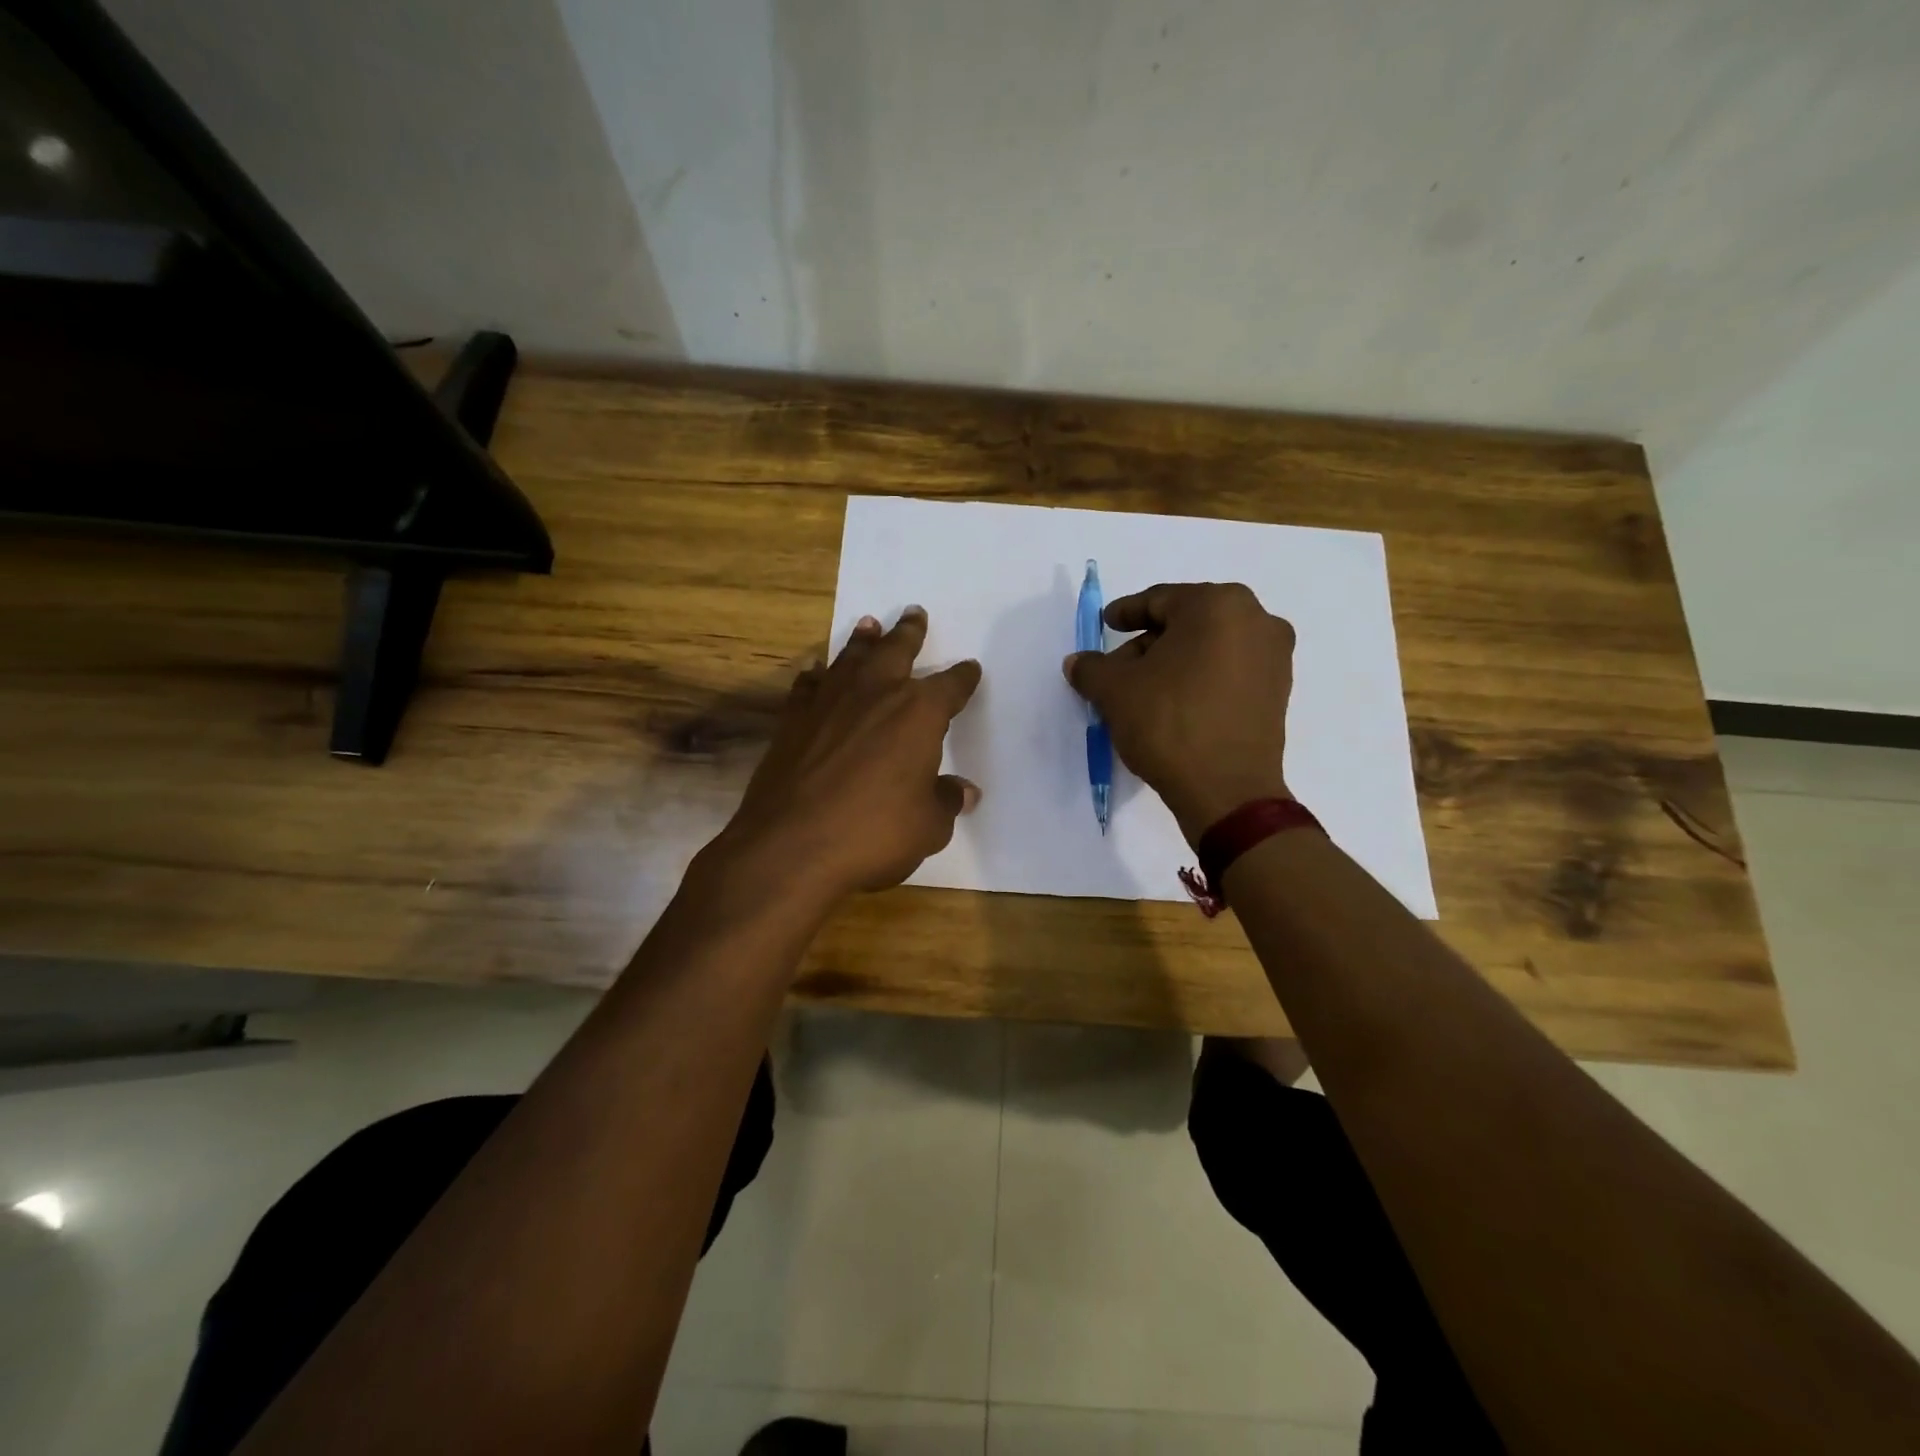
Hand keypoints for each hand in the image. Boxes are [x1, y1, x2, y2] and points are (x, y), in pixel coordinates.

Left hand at [714, 607, 981, 902]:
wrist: (791, 846)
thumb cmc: (873, 834)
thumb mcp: (928, 826)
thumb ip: (946, 801)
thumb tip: (964, 792)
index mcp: (918, 713)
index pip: (950, 686)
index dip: (963, 677)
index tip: (970, 669)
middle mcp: (874, 695)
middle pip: (896, 652)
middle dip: (909, 633)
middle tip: (914, 613)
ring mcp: (829, 703)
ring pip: (851, 659)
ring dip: (863, 642)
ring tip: (869, 625)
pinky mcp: (793, 721)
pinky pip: (808, 687)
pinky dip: (817, 677)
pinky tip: (816, 674)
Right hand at [1064, 582, 1294, 840]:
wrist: (1226, 790)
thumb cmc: (1169, 723)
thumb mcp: (1115, 691)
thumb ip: (1092, 668)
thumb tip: (1078, 662)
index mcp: (1218, 605)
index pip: (1160, 600)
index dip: (1126, 612)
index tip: (1106, 623)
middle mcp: (1256, 620)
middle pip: (1187, 623)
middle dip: (1149, 643)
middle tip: (1118, 667)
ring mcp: (1274, 657)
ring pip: (1209, 647)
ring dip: (1174, 662)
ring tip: (1142, 690)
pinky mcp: (1278, 692)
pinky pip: (1229, 671)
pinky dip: (1200, 679)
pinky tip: (1173, 703)